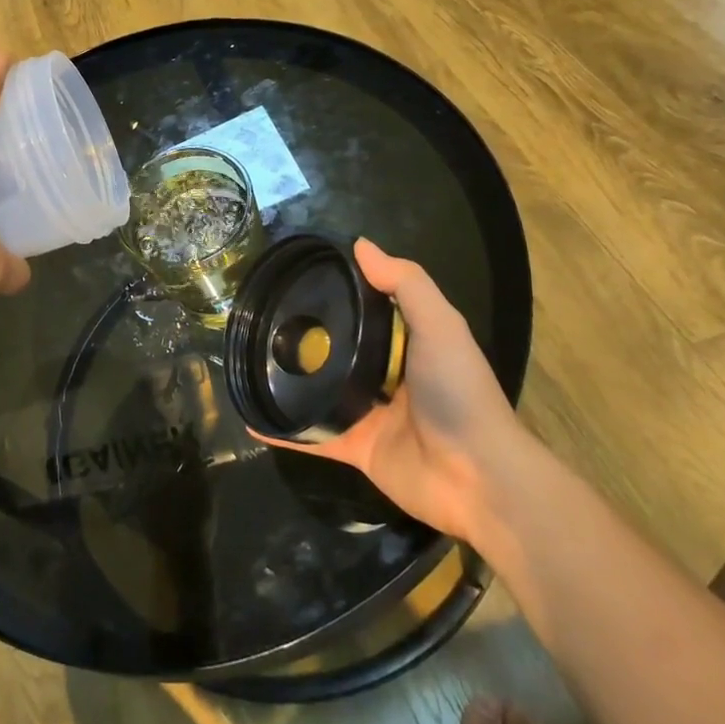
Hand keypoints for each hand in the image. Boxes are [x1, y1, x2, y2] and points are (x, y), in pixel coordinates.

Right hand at [258, 238, 529, 543]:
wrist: (478, 479)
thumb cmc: (459, 393)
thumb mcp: (441, 326)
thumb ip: (405, 284)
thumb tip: (359, 244)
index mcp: (408, 345)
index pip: (366, 310)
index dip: (337, 292)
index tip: (296, 274)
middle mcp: (386, 376)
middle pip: (337, 350)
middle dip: (303, 336)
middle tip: (259, 316)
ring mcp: (367, 414)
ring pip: (319, 391)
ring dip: (288, 381)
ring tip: (247, 360)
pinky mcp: (354, 448)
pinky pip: (311, 436)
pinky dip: (283, 432)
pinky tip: (252, 420)